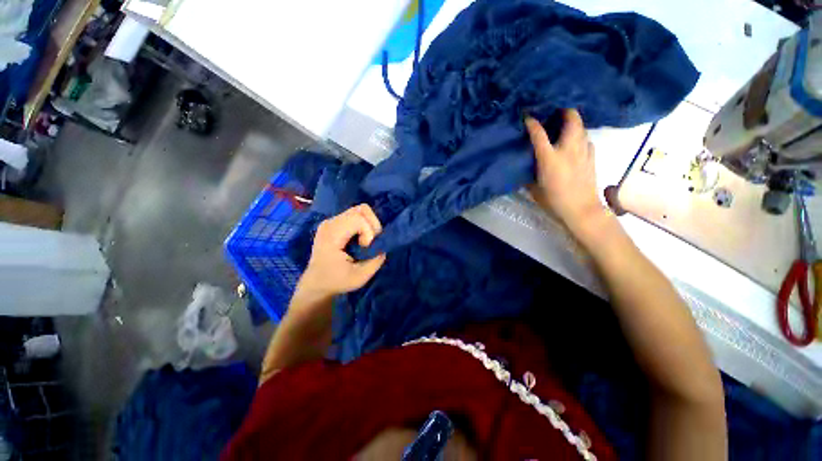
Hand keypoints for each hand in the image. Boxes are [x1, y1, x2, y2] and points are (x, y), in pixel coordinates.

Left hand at [295, 204, 386, 302]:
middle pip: (361, 210)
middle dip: (372, 225)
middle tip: (370, 242)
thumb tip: (383, 247)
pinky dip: (365, 225)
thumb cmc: (336, 282)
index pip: (358, 219)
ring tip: (367, 240)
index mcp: (332, 235)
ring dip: (370, 224)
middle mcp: (330, 223)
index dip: (369, 232)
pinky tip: (361, 239)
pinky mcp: (336, 223)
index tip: (365, 248)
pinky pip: (356, 215)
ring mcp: (332, 221)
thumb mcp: (360, 277)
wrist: (316, 284)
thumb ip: (376, 261)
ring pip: (360, 210)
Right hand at [525, 109, 605, 233]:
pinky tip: (574, 143)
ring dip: (572, 122)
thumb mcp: (535, 188)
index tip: (527, 116)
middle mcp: (568, 148)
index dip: (532, 123)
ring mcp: (583, 151)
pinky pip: (586, 139)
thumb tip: (527, 166)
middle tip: (553, 112)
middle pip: (571, 118)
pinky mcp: (592, 156)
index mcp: (549, 158)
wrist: (581, 209)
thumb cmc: (553, 200)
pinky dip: (579, 136)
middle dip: (563, 110)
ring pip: (581, 126)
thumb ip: (530, 173)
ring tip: (562, 125)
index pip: (538, 134)